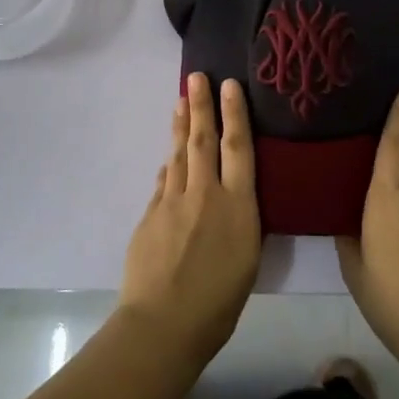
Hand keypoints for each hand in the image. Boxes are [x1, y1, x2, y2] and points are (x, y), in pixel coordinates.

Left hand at [117, 74, 261, 372]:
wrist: (164, 323)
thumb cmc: (219, 301)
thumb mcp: (248, 259)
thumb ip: (241, 220)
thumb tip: (231, 197)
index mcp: (237, 204)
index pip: (238, 147)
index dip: (234, 113)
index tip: (229, 84)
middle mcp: (205, 193)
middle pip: (203, 139)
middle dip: (201, 104)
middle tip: (197, 76)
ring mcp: (173, 201)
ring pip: (179, 154)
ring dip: (181, 126)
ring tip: (181, 101)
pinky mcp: (150, 215)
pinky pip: (164, 182)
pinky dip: (169, 165)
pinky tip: (170, 157)